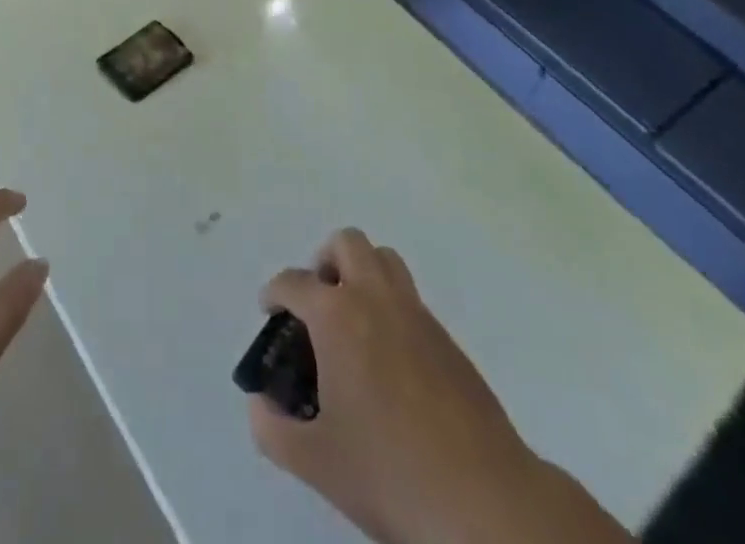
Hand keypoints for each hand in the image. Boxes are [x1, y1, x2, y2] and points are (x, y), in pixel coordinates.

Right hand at [249, 230, 536, 543]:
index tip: (270, 312)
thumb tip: (260, 405)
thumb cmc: (390, 472)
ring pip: (384, 260)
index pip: (293, 282)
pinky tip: (389, 358)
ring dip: (362, 273)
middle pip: (346, 244)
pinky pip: (410, 297)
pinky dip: (391, 307)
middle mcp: (374, 298)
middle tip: (317, 306)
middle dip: (324, 263)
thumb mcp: (316, 462)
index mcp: (336, 316)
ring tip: (352, 320)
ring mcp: (416, 314)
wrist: (485, 500)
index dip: (274, 293)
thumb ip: (272, 430)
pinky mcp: (447, 339)